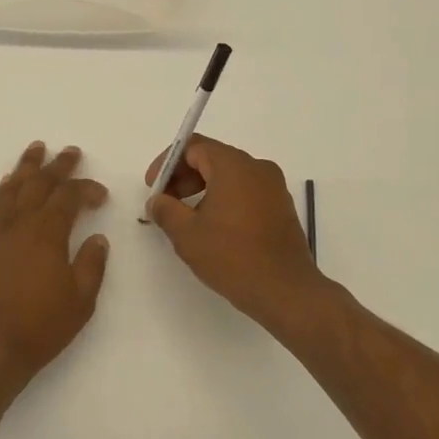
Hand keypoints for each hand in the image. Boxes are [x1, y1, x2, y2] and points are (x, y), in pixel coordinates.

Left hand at [0, 142, 109, 398]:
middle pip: (39, 183)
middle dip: (58, 165)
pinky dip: (2, 190)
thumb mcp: (80, 301)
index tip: (100, 194)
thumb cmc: (39, 327)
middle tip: (71, 152)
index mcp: (47, 233)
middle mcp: (19, 223)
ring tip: (36, 149)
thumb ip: (91, 265)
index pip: (69, 197)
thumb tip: (98, 238)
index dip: (87, 189)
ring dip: (26, 167)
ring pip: (12, 188)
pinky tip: (6, 184)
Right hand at [144, 134, 326, 330]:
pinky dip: (224, 198)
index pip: (193, 147)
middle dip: (183, 176)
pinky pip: (246, 190)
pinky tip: (213, 226)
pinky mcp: (281, 206)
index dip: (167, 163)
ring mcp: (273, 187)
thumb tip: (157, 201)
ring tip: (186, 217)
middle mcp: (257, 168)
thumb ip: (165, 210)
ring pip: (229, 175)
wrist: (285, 291)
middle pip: (212, 157)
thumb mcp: (187, 234)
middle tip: (165, 201)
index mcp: (234, 166)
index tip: (153, 187)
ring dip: (203, 188)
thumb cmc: (232, 257)